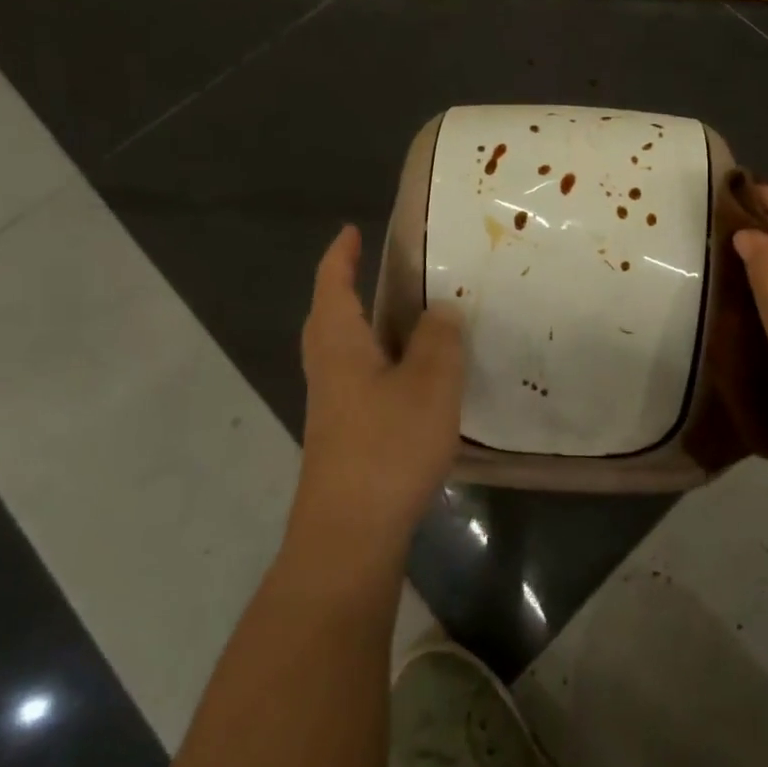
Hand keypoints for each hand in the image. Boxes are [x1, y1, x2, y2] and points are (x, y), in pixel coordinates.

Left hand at [293, 226, 464, 559]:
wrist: (350, 535)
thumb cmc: (388, 447)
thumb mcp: (430, 383)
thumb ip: (439, 339)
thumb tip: (439, 310)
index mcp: (340, 344)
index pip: (332, 285)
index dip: (341, 255)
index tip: (352, 231)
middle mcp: (328, 370)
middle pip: (329, 318)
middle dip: (346, 289)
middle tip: (380, 273)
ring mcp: (332, 407)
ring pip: (346, 352)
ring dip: (368, 328)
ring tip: (408, 321)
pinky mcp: (344, 437)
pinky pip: (361, 381)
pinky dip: (382, 365)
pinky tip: (414, 382)